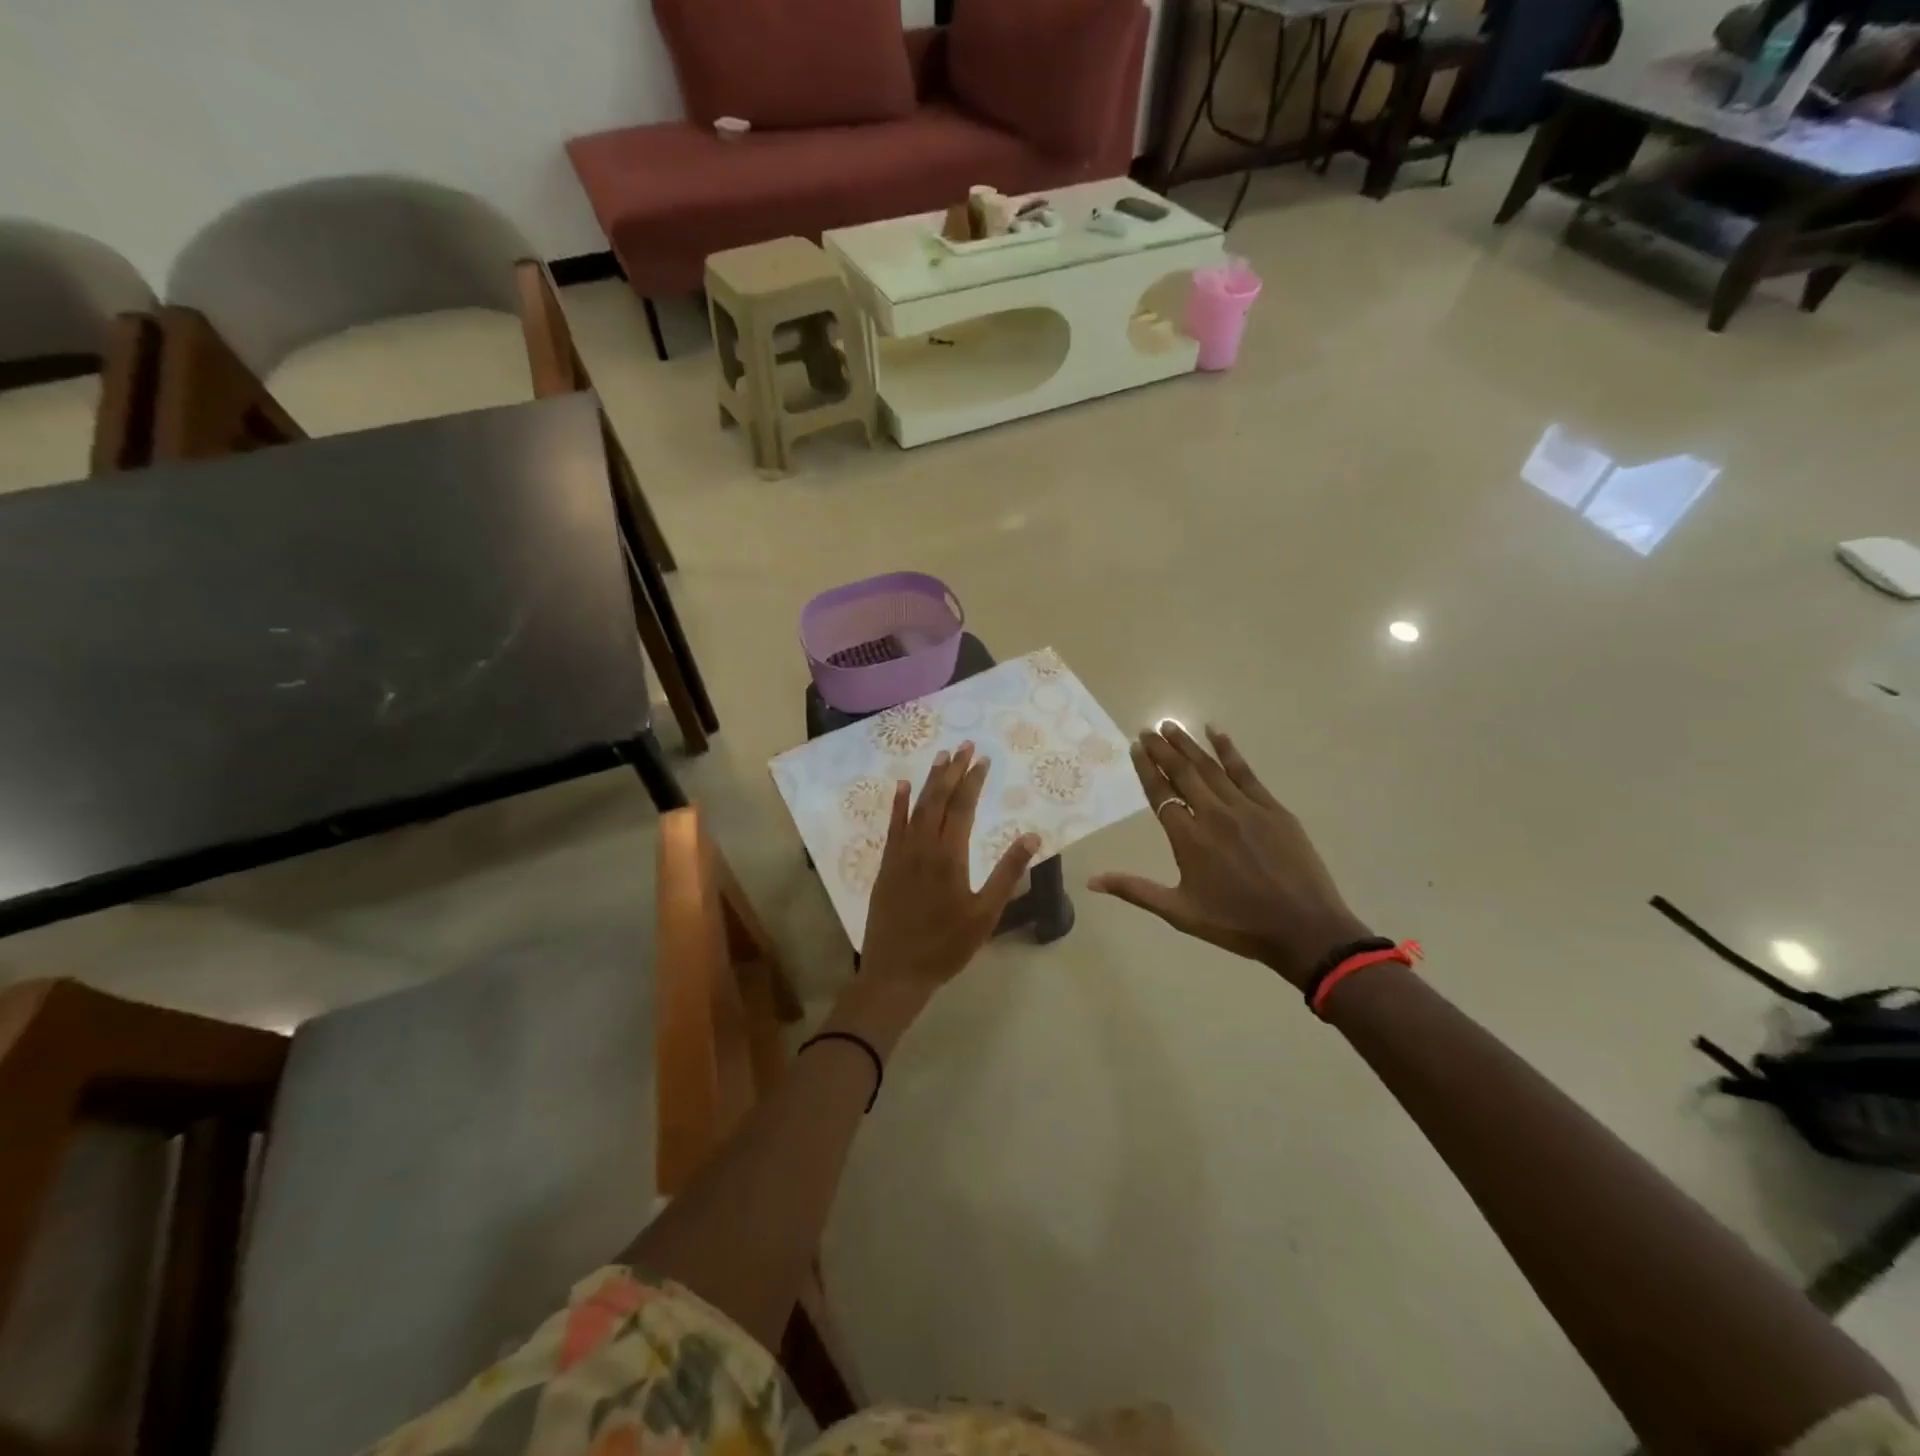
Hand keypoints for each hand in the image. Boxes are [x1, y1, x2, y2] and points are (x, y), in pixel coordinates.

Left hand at [859, 742, 1039, 998]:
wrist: (897, 970)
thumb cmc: (947, 945)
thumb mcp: (985, 914)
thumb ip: (1007, 873)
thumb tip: (1032, 838)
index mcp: (950, 855)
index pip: (963, 807)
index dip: (973, 780)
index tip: (982, 758)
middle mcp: (923, 845)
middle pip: (939, 799)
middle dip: (953, 770)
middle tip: (964, 745)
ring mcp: (901, 853)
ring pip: (916, 807)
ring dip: (930, 780)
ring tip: (941, 756)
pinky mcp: (887, 864)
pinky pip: (893, 826)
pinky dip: (898, 804)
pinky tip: (903, 786)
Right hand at [1089, 723, 1370, 987]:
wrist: (1303, 929)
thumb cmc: (1237, 924)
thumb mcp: (1180, 913)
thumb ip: (1136, 890)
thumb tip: (1092, 881)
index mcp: (1189, 840)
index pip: (1161, 794)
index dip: (1147, 769)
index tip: (1136, 747)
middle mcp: (1214, 815)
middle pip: (1183, 773)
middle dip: (1163, 749)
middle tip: (1148, 729)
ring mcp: (1246, 808)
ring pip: (1211, 768)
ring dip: (1189, 745)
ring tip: (1171, 726)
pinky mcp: (1273, 809)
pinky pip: (1246, 773)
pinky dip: (1230, 751)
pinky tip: (1217, 732)